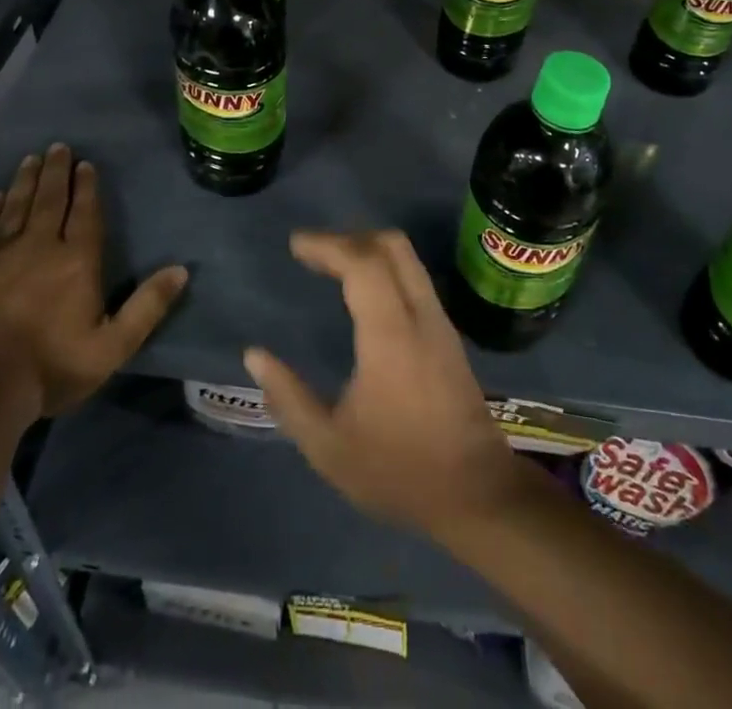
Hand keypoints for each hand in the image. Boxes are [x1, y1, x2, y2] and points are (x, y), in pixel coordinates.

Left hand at [0, 145, 187, 416]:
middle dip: (56, 172)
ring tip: (31, 159)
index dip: (86, 187)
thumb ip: (147, 306)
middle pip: (50, 201)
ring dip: (25, 181)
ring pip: (16, 207)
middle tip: (58, 147)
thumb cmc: (53, 367)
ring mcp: (0, 256)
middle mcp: (40, 247)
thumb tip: (181, 269)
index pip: (84, 214)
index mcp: (77, 261)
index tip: (85, 163)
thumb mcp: (113, 346)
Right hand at [243, 230, 527, 538]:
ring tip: (333, 265)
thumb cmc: (399, 470)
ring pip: (407, 258)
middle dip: (348, 238)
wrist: (477, 494)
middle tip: (313, 252)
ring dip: (368, 249)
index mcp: (391, 335)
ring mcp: (439, 321)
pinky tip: (364, 292)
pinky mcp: (448, 334)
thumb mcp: (329, 447)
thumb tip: (254, 355)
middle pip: (390, 246)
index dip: (327, 246)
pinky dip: (384, 267)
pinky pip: (414, 277)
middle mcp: (420, 314)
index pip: (362, 263)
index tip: (296, 245)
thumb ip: (289, 397)